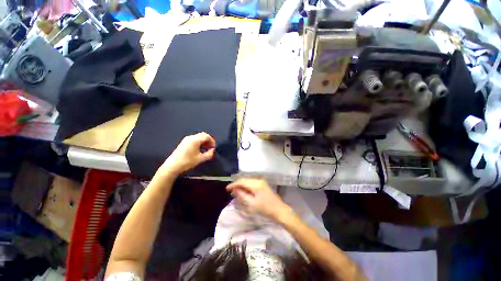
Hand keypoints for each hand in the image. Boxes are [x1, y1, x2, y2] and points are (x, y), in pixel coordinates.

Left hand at [160, 132, 215, 175]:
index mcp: (195, 140)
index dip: (212, 141)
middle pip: (202, 135)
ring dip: (204, 141)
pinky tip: (199, 149)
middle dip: (208, 140)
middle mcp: (190, 137)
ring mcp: (186, 139)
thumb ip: (209, 154)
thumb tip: (213, 150)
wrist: (172, 166)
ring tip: (206, 149)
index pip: (206, 136)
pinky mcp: (184, 142)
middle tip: (211, 147)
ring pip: (198, 137)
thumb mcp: (200, 159)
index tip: (214, 147)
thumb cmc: (187, 162)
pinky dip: (199, 142)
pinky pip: (194, 139)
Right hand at [226, 179, 292, 220]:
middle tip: (231, 191)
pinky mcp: (263, 185)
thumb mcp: (252, 204)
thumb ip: (242, 195)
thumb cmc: (265, 209)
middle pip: (245, 180)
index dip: (234, 185)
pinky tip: (244, 191)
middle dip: (237, 185)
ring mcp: (262, 182)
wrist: (280, 211)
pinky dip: (247, 187)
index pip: (242, 182)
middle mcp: (259, 181)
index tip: (227, 189)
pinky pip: (252, 183)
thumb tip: (235, 189)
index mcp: (256, 184)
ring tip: (236, 192)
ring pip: (249, 182)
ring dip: (242, 186)